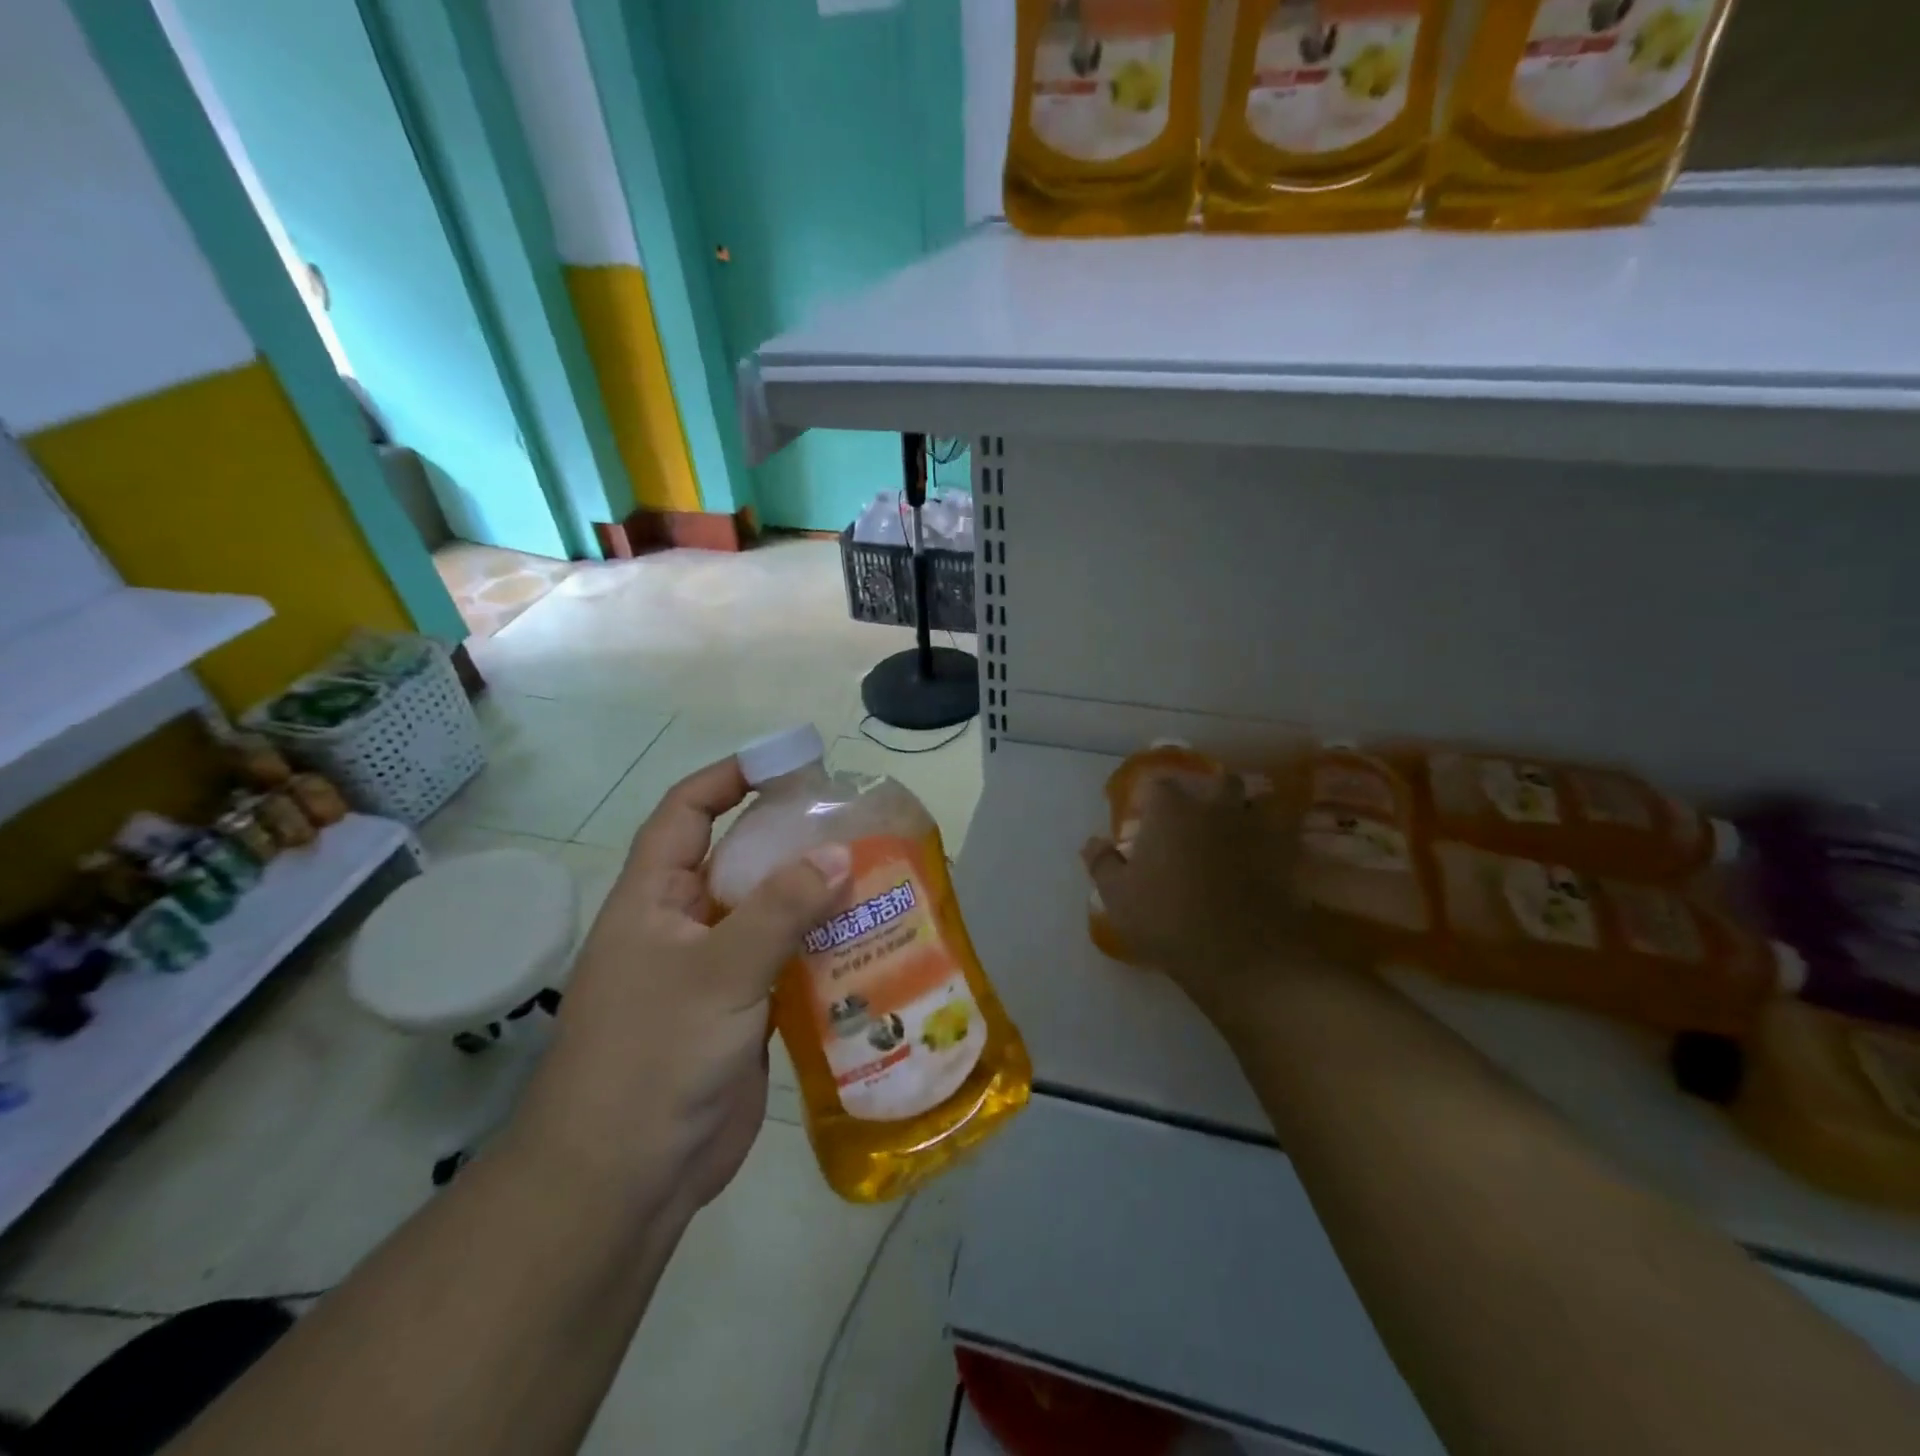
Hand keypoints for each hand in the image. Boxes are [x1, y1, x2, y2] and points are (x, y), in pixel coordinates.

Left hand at [507, 758, 849, 1216]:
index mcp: (655, 899)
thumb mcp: (718, 972)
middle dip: (792, 841)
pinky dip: (825, 951)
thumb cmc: (653, 1056)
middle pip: (742, 862)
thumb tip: (840, 853)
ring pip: (772, 915)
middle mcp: (685, 926)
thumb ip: (781, 910)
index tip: (784, 763)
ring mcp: (717, 972)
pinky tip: (871, 943)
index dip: (727, 779)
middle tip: (857, 825)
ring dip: (817, 899)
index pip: (685, 815)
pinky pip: (789, 964)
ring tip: (880, 877)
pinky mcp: (745, 1013)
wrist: (626, 1180)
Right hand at [1082, 772, 1307, 1017]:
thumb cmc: (1166, 920)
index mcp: (1171, 809)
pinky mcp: (1285, 853)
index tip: (1144, 817)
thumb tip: (1091, 841)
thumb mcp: (1117, 897)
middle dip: (1206, 792)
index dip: (1150, 798)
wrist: (1240, 955)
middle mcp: (1214, 806)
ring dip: (1244, 809)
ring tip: (1233, 831)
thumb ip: (1102, 863)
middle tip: (1194, 817)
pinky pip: (1282, 833)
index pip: (1158, 784)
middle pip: (1216, 781)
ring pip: (1255, 800)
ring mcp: (1254, 827)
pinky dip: (1273, 838)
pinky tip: (1262, 856)